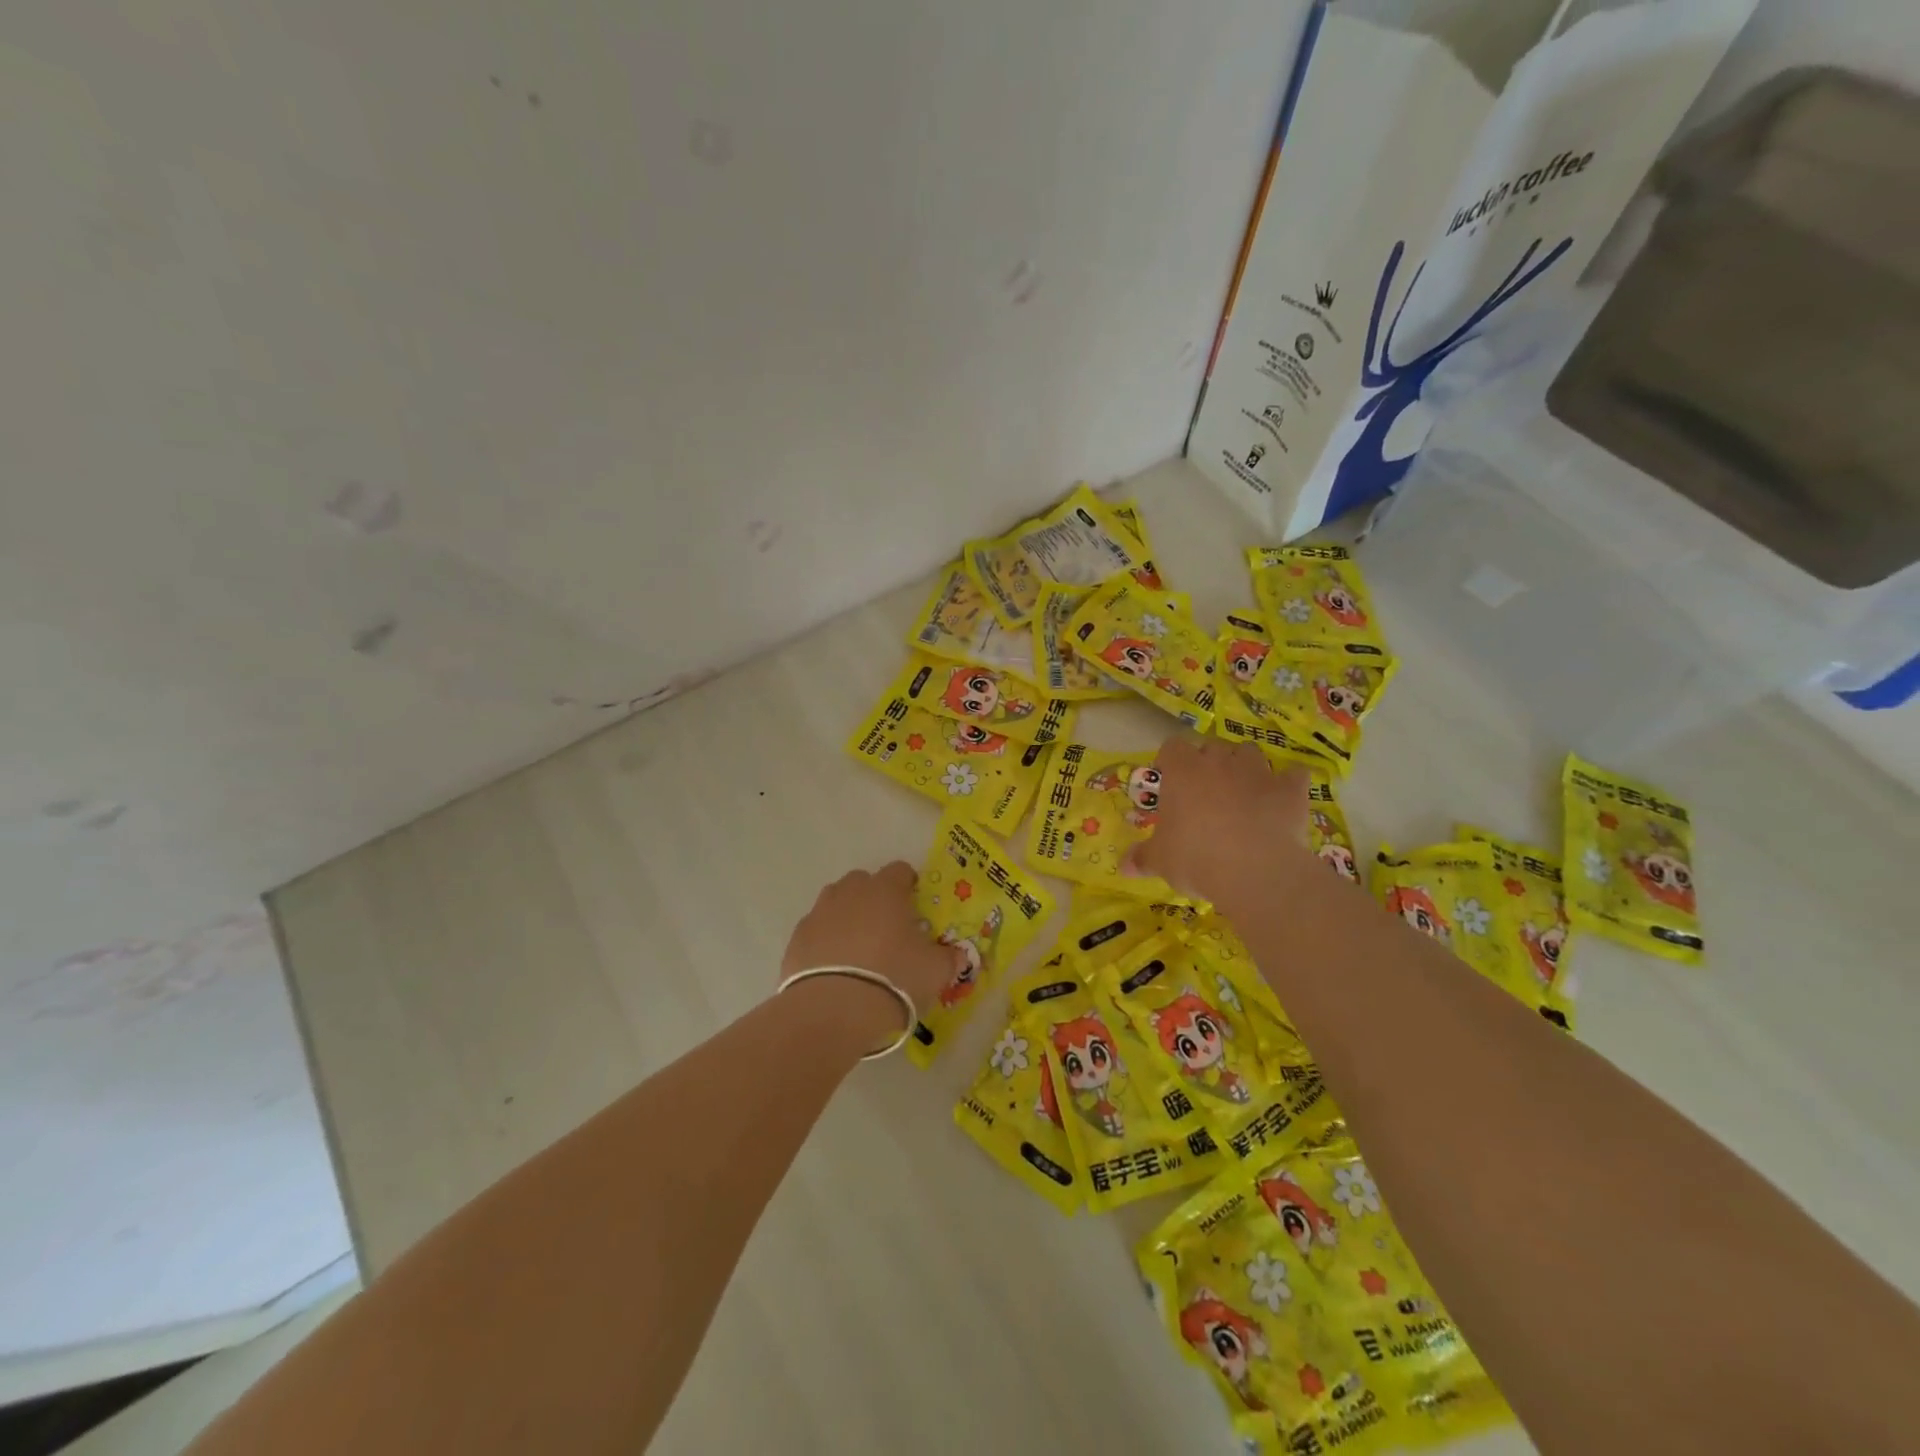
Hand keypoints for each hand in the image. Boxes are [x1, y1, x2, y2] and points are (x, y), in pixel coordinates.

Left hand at [780, 863, 964, 1045]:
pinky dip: (826, 940)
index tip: (915, 904)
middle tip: (888, 928)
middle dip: (876, 898)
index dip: (909, 884)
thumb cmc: (893, 979)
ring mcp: (819, 913)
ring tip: (859, 947)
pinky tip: (834, 966)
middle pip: (864, 882)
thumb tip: (958, 954)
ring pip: (836, 902)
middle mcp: (850, 892)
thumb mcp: (935, 971)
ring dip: (848, 916)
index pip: (900, 870)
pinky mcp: (797, 938)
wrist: (833, 1010)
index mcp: (886, 891)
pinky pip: (816, 930)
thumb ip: (949, 958)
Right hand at [1128, 738, 1315, 910]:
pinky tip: (1285, 797)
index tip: (1170, 778)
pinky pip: (1294, 775)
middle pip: (1212, 746)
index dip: (1171, 760)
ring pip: (1250, 752)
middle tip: (1205, 790)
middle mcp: (1219, 762)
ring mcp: (1258, 772)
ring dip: (1245, 766)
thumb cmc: (1195, 857)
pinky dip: (1289, 783)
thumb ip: (1142, 858)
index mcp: (1183, 771)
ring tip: (1242, 790)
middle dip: (1209, 762)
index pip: (1172, 746)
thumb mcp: (1160, 861)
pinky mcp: (1290, 790)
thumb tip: (1122, 866)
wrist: (1254, 870)